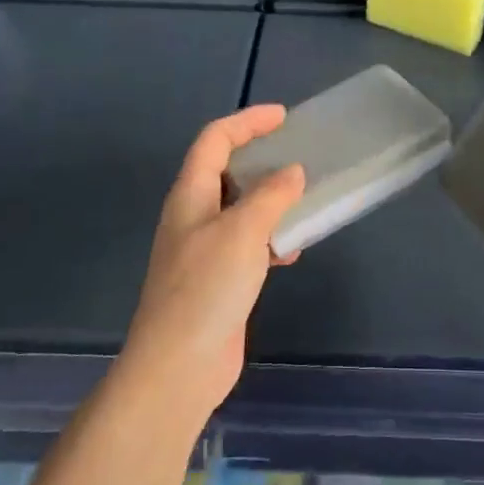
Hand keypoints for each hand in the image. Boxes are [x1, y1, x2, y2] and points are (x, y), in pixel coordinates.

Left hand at [118, 105, 305, 425]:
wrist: (179, 367)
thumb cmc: (206, 288)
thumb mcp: (243, 232)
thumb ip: (271, 196)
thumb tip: (293, 172)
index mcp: (190, 195)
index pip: (214, 140)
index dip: (247, 122)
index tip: (284, 117)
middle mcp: (194, 216)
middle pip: (225, 171)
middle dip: (260, 157)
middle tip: (298, 153)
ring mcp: (204, 250)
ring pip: (241, 208)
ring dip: (271, 200)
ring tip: (304, 199)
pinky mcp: (219, 279)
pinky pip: (249, 243)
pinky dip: (271, 237)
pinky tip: (292, 251)